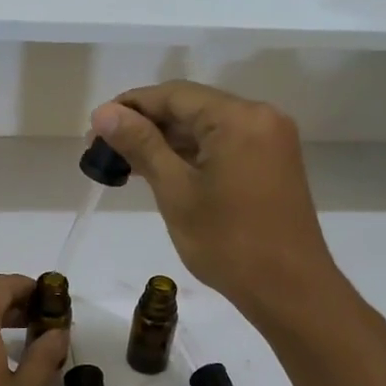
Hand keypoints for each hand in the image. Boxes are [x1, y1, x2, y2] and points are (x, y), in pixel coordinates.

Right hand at [92, 82, 340, 327]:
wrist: (290, 290)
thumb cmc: (228, 243)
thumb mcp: (176, 192)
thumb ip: (141, 145)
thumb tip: (104, 113)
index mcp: (238, 118)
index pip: (173, 95)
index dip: (130, 106)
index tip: (95, 129)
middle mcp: (260, 117)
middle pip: (192, 107)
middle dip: (147, 125)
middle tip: (104, 150)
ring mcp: (271, 140)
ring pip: (208, 127)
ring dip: (168, 141)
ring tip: (126, 164)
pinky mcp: (273, 162)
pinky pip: (225, 144)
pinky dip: (193, 154)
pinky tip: (162, 171)